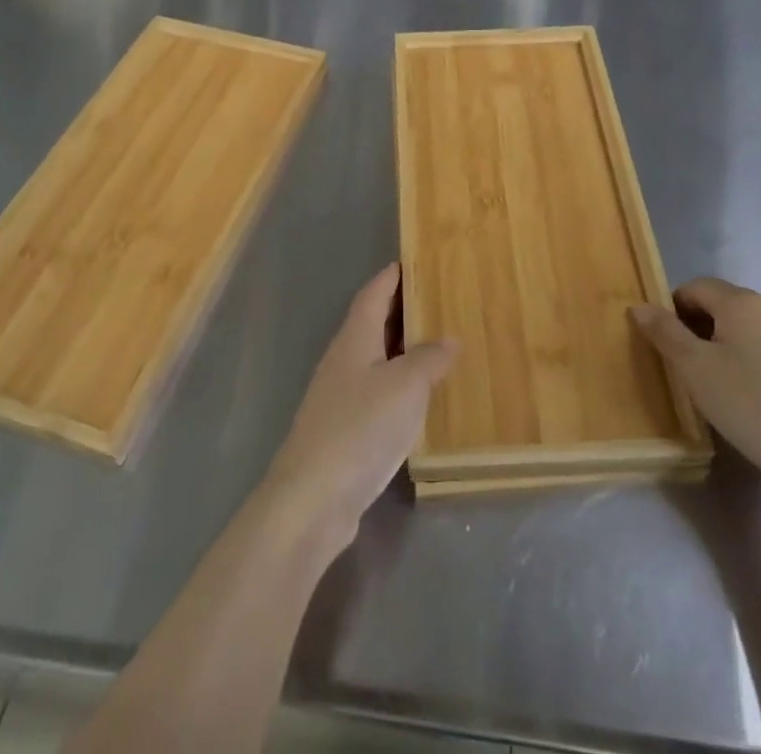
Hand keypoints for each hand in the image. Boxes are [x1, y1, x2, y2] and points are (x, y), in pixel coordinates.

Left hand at [263, 264, 454, 549]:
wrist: (312, 500)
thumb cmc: (360, 428)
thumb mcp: (406, 386)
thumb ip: (429, 359)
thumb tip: (448, 338)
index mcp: (354, 339)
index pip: (373, 294)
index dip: (391, 277)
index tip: (413, 261)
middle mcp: (343, 360)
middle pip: (372, 324)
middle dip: (401, 311)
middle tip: (437, 301)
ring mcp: (339, 397)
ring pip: (375, 360)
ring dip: (401, 351)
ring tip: (436, 346)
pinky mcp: (343, 431)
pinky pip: (375, 393)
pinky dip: (397, 386)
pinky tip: (417, 400)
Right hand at [631, 279, 760, 504]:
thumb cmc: (751, 406)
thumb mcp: (695, 369)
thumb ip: (665, 332)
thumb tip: (639, 306)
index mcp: (741, 302)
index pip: (693, 287)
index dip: (671, 310)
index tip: (665, 346)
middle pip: (719, 304)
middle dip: (695, 327)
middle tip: (684, 367)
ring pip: (742, 327)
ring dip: (720, 345)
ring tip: (713, 385)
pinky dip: (745, 360)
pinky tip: (746, 397)